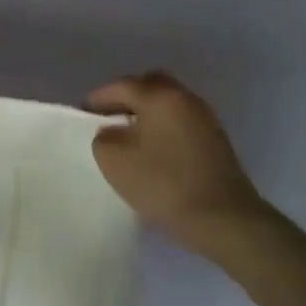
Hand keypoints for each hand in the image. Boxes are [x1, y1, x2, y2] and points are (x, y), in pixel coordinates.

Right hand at [85, 71, 270, 254]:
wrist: (223, 220)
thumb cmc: (163, 182)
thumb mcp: (113, 159)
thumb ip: (104, 136)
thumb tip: (113, 131)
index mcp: (159, 96)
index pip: (120, 86)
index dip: (97, 98)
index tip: (82, 114)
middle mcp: (185, 99)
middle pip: (150, 86)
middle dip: (126, 98)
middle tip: (108, 118)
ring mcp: (205, 120)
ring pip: (168, 105)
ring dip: (146, 114)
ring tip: (128, 137)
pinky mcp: (216, 143)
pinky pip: (180, 123)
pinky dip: (163, 129)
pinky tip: (153, 152)